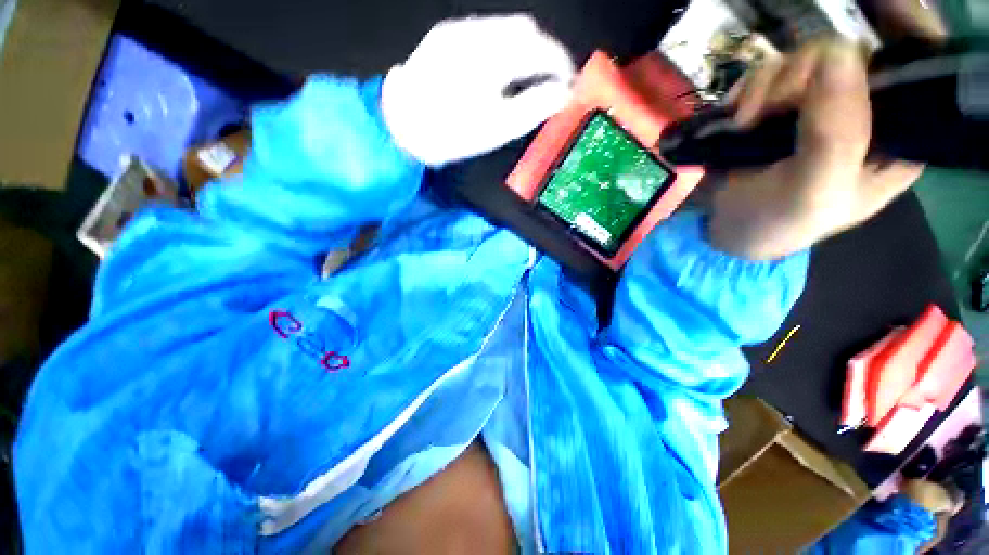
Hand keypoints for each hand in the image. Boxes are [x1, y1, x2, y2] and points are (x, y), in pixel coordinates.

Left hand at [381, 14, 574, 166]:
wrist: (402, 127)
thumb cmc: (453, 133)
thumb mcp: (498, 128)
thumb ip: (535, 107)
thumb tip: (564, 94)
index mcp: (494, 57)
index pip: (542, 49)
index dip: (562, 65)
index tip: (571, 82)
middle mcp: (478, 32)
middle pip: (525, 30)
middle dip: (545, 52)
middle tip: (552, 79)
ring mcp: (459, 30)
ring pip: (505, 27)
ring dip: (525, 47)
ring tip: (530, 74)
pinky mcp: (445, 35)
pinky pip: (485, 31)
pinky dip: (503, 46)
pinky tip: (501, 67)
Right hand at [710, 39, 923, 260]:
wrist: (725, 228)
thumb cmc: (776, 223)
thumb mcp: (812, 191)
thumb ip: (835, 135)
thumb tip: (840, 54)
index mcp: (896, 138)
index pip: (921, 75)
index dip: (909, 39)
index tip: (884, 12)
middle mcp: (865, 112)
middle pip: (855, 54)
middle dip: (810, 71)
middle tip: (777, 106)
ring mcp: (819, 104)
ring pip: (806, 57)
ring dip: (769, 84)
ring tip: (746, 123)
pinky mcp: (781, 104)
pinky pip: (771, 71)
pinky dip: (750, 88)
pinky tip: (738, 115)